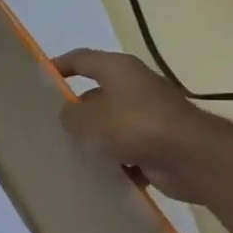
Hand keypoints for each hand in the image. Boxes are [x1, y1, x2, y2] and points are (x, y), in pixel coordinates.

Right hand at [54, 49, 232, 203]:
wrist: (193, 158)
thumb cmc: (136, 126)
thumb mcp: (88, 119)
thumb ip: (69, 115)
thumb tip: (71, 116)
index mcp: (118, 69)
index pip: (81, 59)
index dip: (59, 66)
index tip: (39, 79)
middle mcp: (135, 86)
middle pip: (95, 94)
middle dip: (75, 111)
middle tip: (50, 126)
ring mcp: (149, 115)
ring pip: (111, 125)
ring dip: (95, 139)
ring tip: (70, 153)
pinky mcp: (159, 142)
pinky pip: (127, 149)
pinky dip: (115, 160)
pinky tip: (99, 173)